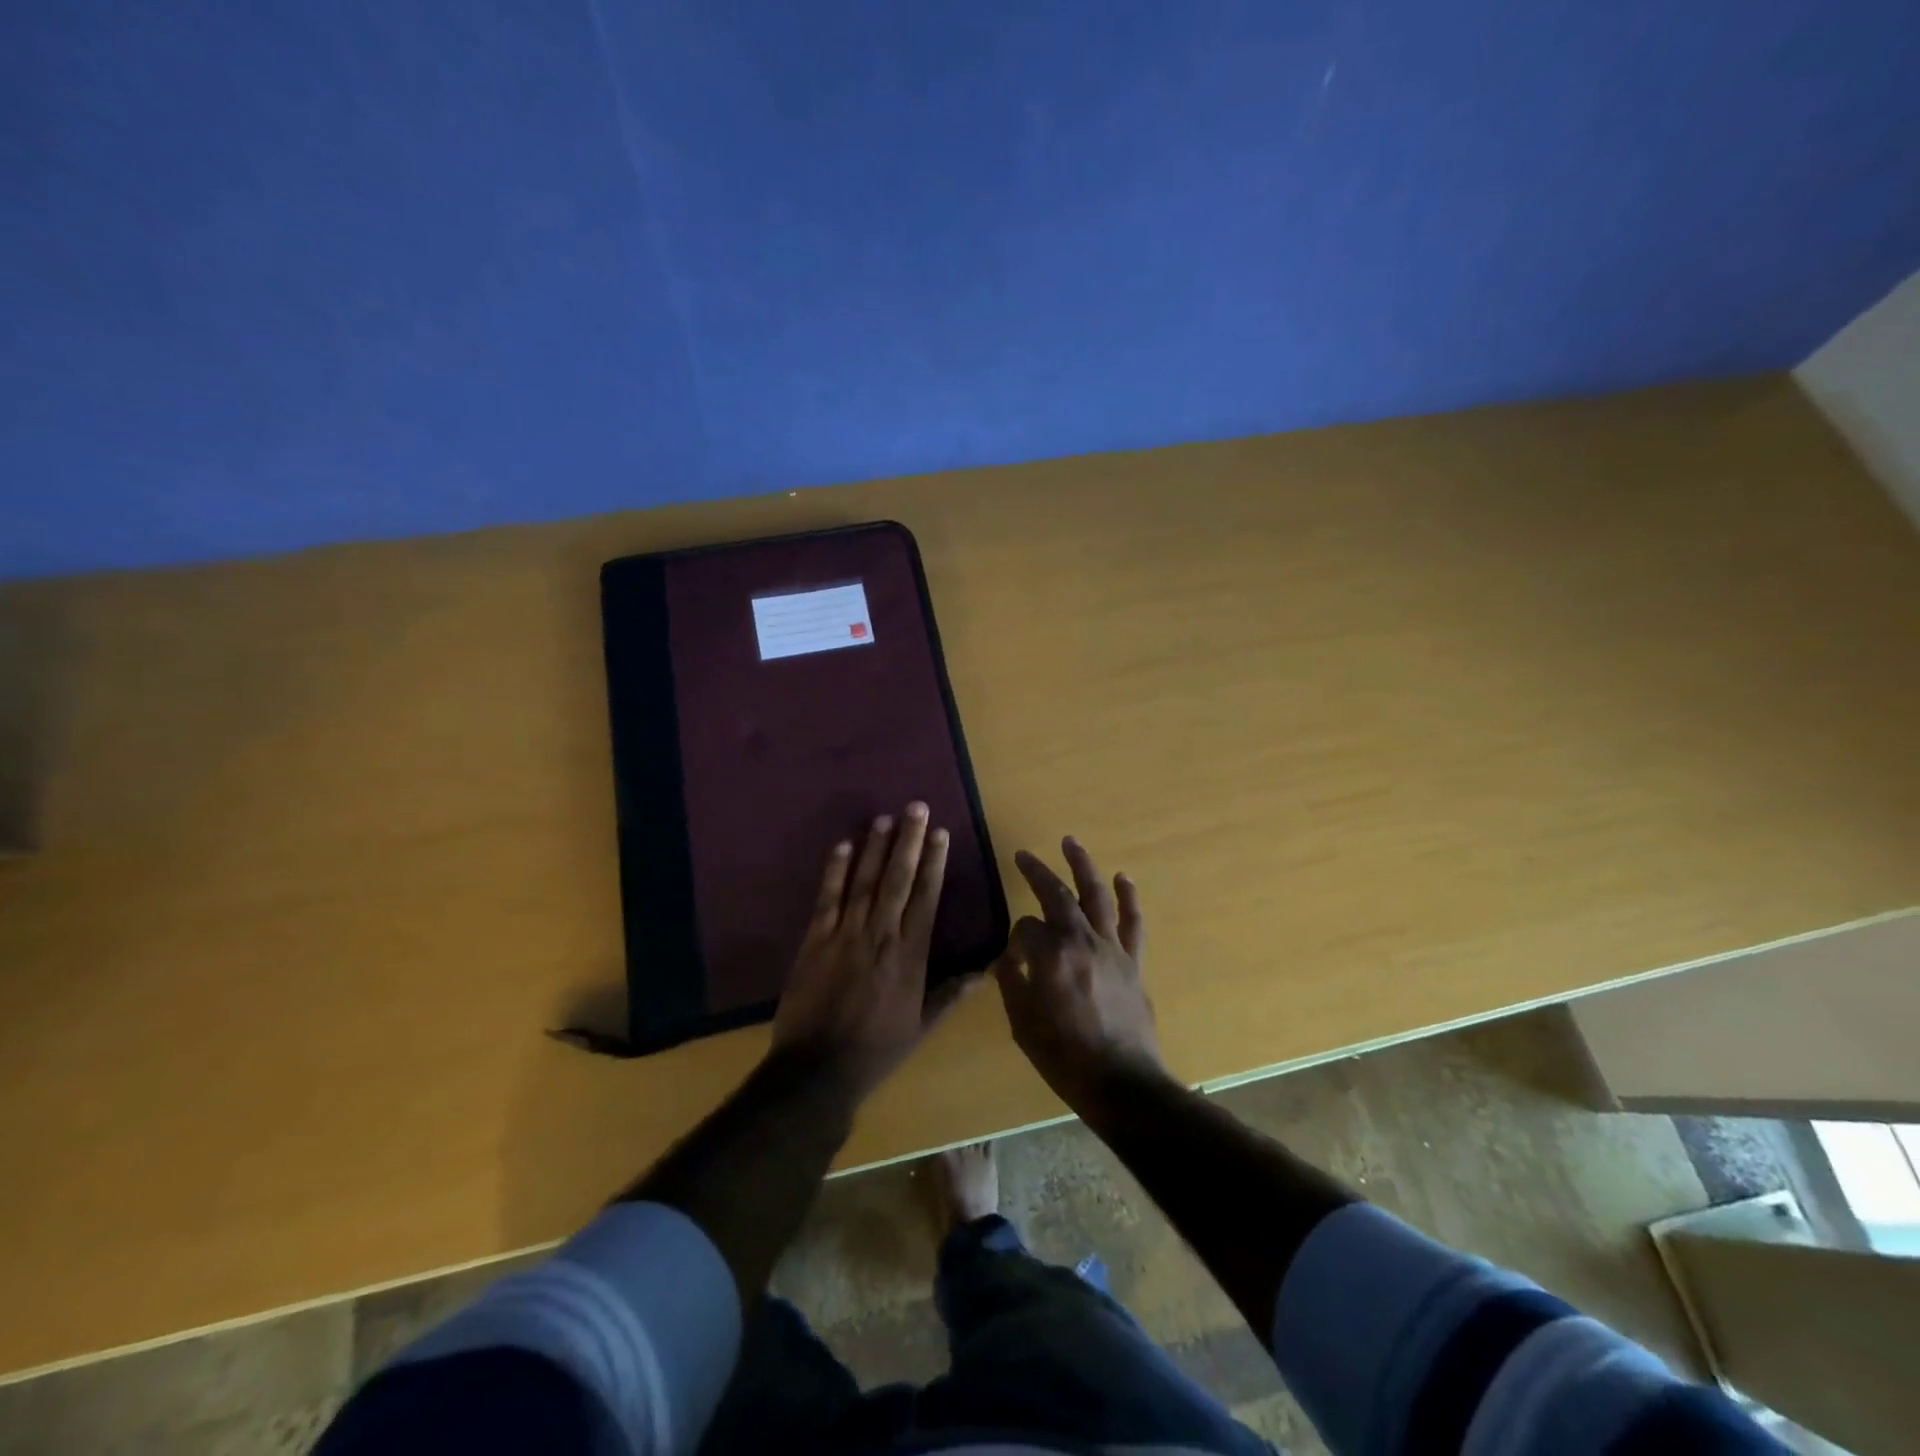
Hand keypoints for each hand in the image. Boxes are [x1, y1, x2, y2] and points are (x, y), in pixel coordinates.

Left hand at [771, 803, 973, 1100]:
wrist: (817, 1069)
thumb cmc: (876, 1049)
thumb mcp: (921, 1027)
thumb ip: (951, 994)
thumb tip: (986, 971)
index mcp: (911, 955)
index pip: (927, 898)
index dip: (935, 863)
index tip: (941, 834)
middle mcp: (882, 935)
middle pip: (898, 879)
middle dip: (909, 841)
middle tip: (916, 807)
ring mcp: (846, 934)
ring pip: (864, 881)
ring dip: (875, 847)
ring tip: (885, 818)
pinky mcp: (815, 940)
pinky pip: (827, 898)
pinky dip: (834, 871)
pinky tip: (842, 845)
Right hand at [993, 837, 1170, 1110]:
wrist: (1122, 1084)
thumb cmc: (1065, 1058)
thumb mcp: (1023, 1025)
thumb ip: (1013, 984)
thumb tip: (1008, 959)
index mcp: (1050, 956)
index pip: (1025, 928)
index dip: (1014, 936)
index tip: (1011, 953)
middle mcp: (1081, 941)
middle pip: (1057, 896)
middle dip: (1038, 872)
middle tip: (1023, 855)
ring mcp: (1112, 948)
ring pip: (1096, 896)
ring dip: (1083, 866)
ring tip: (1071, 842)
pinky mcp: (1134, 961)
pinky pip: (1132, 922)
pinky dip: (1128, 897)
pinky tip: (1123, 877)